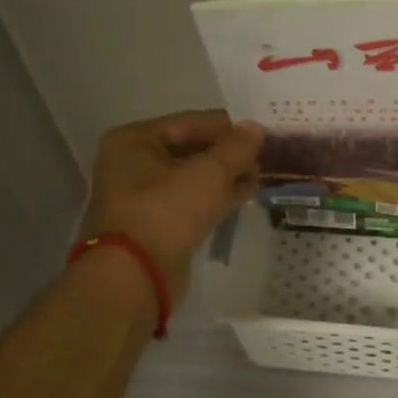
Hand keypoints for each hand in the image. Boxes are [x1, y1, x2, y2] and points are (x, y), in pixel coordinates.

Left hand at [79, 110, 263, 304]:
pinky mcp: (157, 225)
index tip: (261, 130)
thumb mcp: (208, 173)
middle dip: (227, 153)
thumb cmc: (166, 211)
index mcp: (134, 141)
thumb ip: (236, 148)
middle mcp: (133, 164)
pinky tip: (246, 193)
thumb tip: (255, 128)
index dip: (228, 126)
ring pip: (193, 177)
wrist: (136, 275)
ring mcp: (143, 197)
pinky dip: (217, 196)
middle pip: (190, 149)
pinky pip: (192, 201)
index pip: (190, 122)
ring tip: (261, 172)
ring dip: (226, 175)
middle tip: (265, 153)